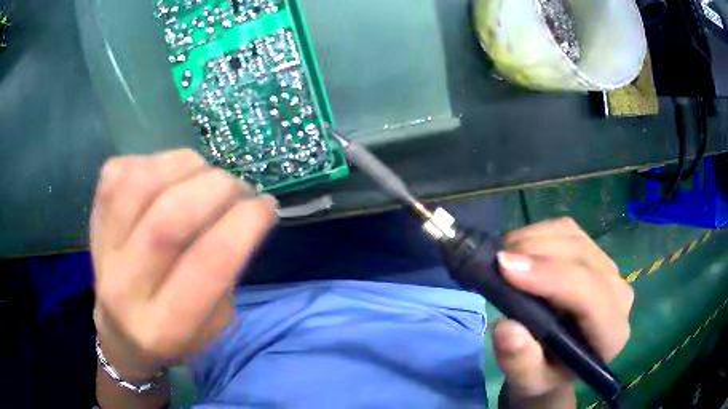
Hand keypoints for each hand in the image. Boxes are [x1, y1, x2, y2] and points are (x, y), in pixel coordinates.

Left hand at [91, 149, 276, 379]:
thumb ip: (227, 272)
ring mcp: (101, 248)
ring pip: (142, 182)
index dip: (245, 223)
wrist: (119, 331)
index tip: (267, 206)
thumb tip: (241, 209)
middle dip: (218, 188)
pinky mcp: (92, 218)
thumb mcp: (215, 322)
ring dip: (187, 166)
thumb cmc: (176, 334)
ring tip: (204, 176)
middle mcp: (124, 289)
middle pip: (168, 218)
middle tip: (238, 188)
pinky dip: (157, 162)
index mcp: (163, 327)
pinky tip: (169, 177)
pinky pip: (123, 170)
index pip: (207, 264)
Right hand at [494, 218, 633, 407]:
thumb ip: (520, 363)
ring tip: (502, 257)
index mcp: (611, 333)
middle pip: (582, 257)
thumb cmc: (545, 374)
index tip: (505, 268)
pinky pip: (567, 229)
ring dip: (533, 240)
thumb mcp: (528, 382)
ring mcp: (608, 267)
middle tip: (495, 261)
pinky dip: (538, 233)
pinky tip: (519, 250)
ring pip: (573, 237)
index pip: (590, 295)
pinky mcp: (594, 251)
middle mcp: (618, 294)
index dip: (550, 277)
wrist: (558, 361)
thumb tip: (507, 327)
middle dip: (536, 253)